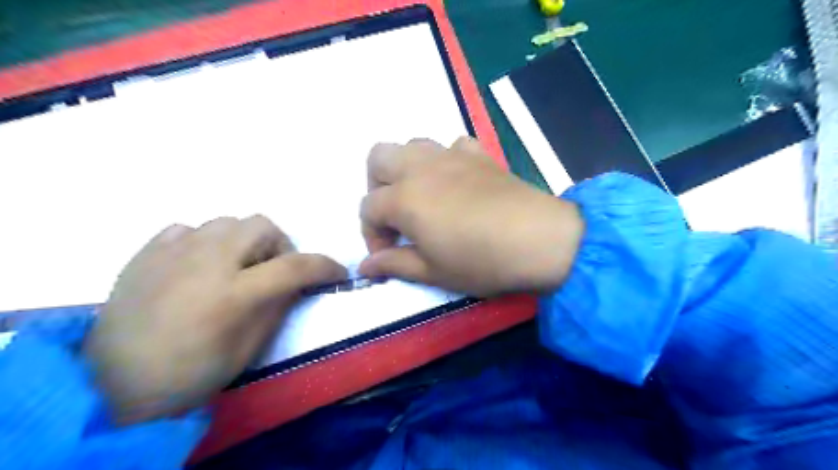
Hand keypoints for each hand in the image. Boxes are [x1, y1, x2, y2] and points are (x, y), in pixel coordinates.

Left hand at [83, 215, 344, 423]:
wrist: (115, 383)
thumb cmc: (193, 372)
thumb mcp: (250, 347)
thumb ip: (279, 306)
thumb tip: (297, 282)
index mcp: (234, 293)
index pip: (295, 266)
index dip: (325, 266)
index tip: (337, 272)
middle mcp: (207, 261)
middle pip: (262, 225)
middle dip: (280, 245)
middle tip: (273, 271)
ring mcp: (174, 251)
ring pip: (228, 221)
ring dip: (244, 241)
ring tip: (235, 267)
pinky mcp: (148, 252)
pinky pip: (189, 229)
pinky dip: (206, 241)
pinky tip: (199, 265)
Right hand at [358, 137, 583, 296]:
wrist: (538, 240)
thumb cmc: (480, 261)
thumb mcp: (432, 271)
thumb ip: (394, 264)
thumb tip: (365, 268)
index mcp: (404, 198)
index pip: (368, 208)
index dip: (371, 235)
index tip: (387, 255)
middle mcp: (421, 168)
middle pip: (378, 158)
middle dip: (376, 186)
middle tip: (394, 215)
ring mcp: (451, 156)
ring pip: (412, 144)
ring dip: (406, 168)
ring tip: (421, 197)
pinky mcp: (479, 155)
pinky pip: (453, 145)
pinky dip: (447, 160)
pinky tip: (456, 182)